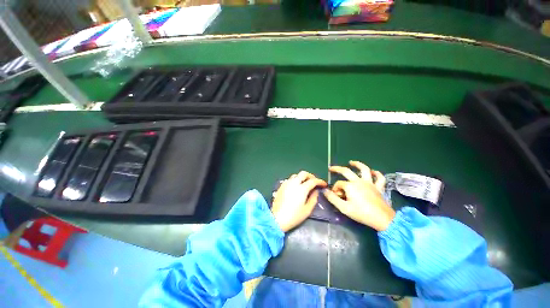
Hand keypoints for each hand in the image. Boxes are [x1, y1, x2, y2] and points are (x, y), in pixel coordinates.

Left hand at [272, 171, 326, 231]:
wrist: (277, 219)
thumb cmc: (294, 216)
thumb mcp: (307, 210)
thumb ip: (313, 198)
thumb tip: (315, 191)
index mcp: (302, 189)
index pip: (313, 181)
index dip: (320, 181)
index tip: (323, 184)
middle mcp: (294, 183)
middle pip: (303, 173)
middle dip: (310, 176)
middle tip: (314, 182)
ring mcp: (286, 184)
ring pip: (296, 175)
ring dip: (302, 177)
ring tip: (305, 184)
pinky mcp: (281, 186)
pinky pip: (289, 179)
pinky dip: (295, 180)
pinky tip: (296, 187)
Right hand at [323, 161, 394, 231]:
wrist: (382, 219)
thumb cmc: (362, 213)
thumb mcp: (344, 208)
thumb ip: (332, 198)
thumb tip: (324, 191)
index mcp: (350, 186)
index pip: (338, 184)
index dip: (335, 189)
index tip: (335, 196)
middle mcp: (359, 181)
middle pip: (346, 171)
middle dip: (337, 169)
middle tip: (331, 168)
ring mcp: (370, 183)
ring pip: (364, 169)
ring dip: (357, 164)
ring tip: (351, 162)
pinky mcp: (378, 187)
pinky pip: (379, 178)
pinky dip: (376, 174)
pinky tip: (373, 171)